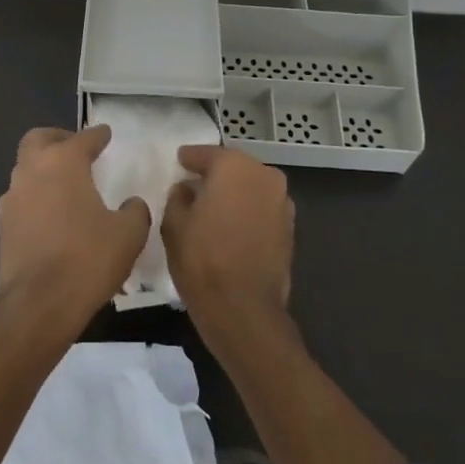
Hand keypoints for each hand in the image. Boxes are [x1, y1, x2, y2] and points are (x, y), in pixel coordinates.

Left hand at [0, 125, 149, 331]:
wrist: (39, 304)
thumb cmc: (88, 259)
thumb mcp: (128, 234)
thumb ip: (134, 211)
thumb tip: (132, 204)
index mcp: (63, 163)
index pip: (83, 139)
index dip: (97, 135)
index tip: (105, 134)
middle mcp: (32, 171)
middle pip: (38, 140)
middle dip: (58, 139)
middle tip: (76, 149)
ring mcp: (12, 199)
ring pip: (25, 169)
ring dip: (44, 169)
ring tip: (67, 185)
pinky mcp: (3, 226)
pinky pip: (21, 199)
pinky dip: (37, 197)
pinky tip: (53, 216)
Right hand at [162, 145, 294, 337]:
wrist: (244, 310)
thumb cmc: (203, 260)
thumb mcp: (174, 225)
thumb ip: (178, 198)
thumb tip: (186, 190)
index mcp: (235, 167)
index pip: (208, 154)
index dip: (190, 158)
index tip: (179, 160)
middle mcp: (265, 176)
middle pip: (234, 168)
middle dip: (215, 174)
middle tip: (193, 183)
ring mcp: (282, 203)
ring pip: (251, 188)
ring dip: (233, 193)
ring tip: (211, 206)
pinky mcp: (290, 229)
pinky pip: (261, 209)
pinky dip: (246, 211)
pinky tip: (229, 225)